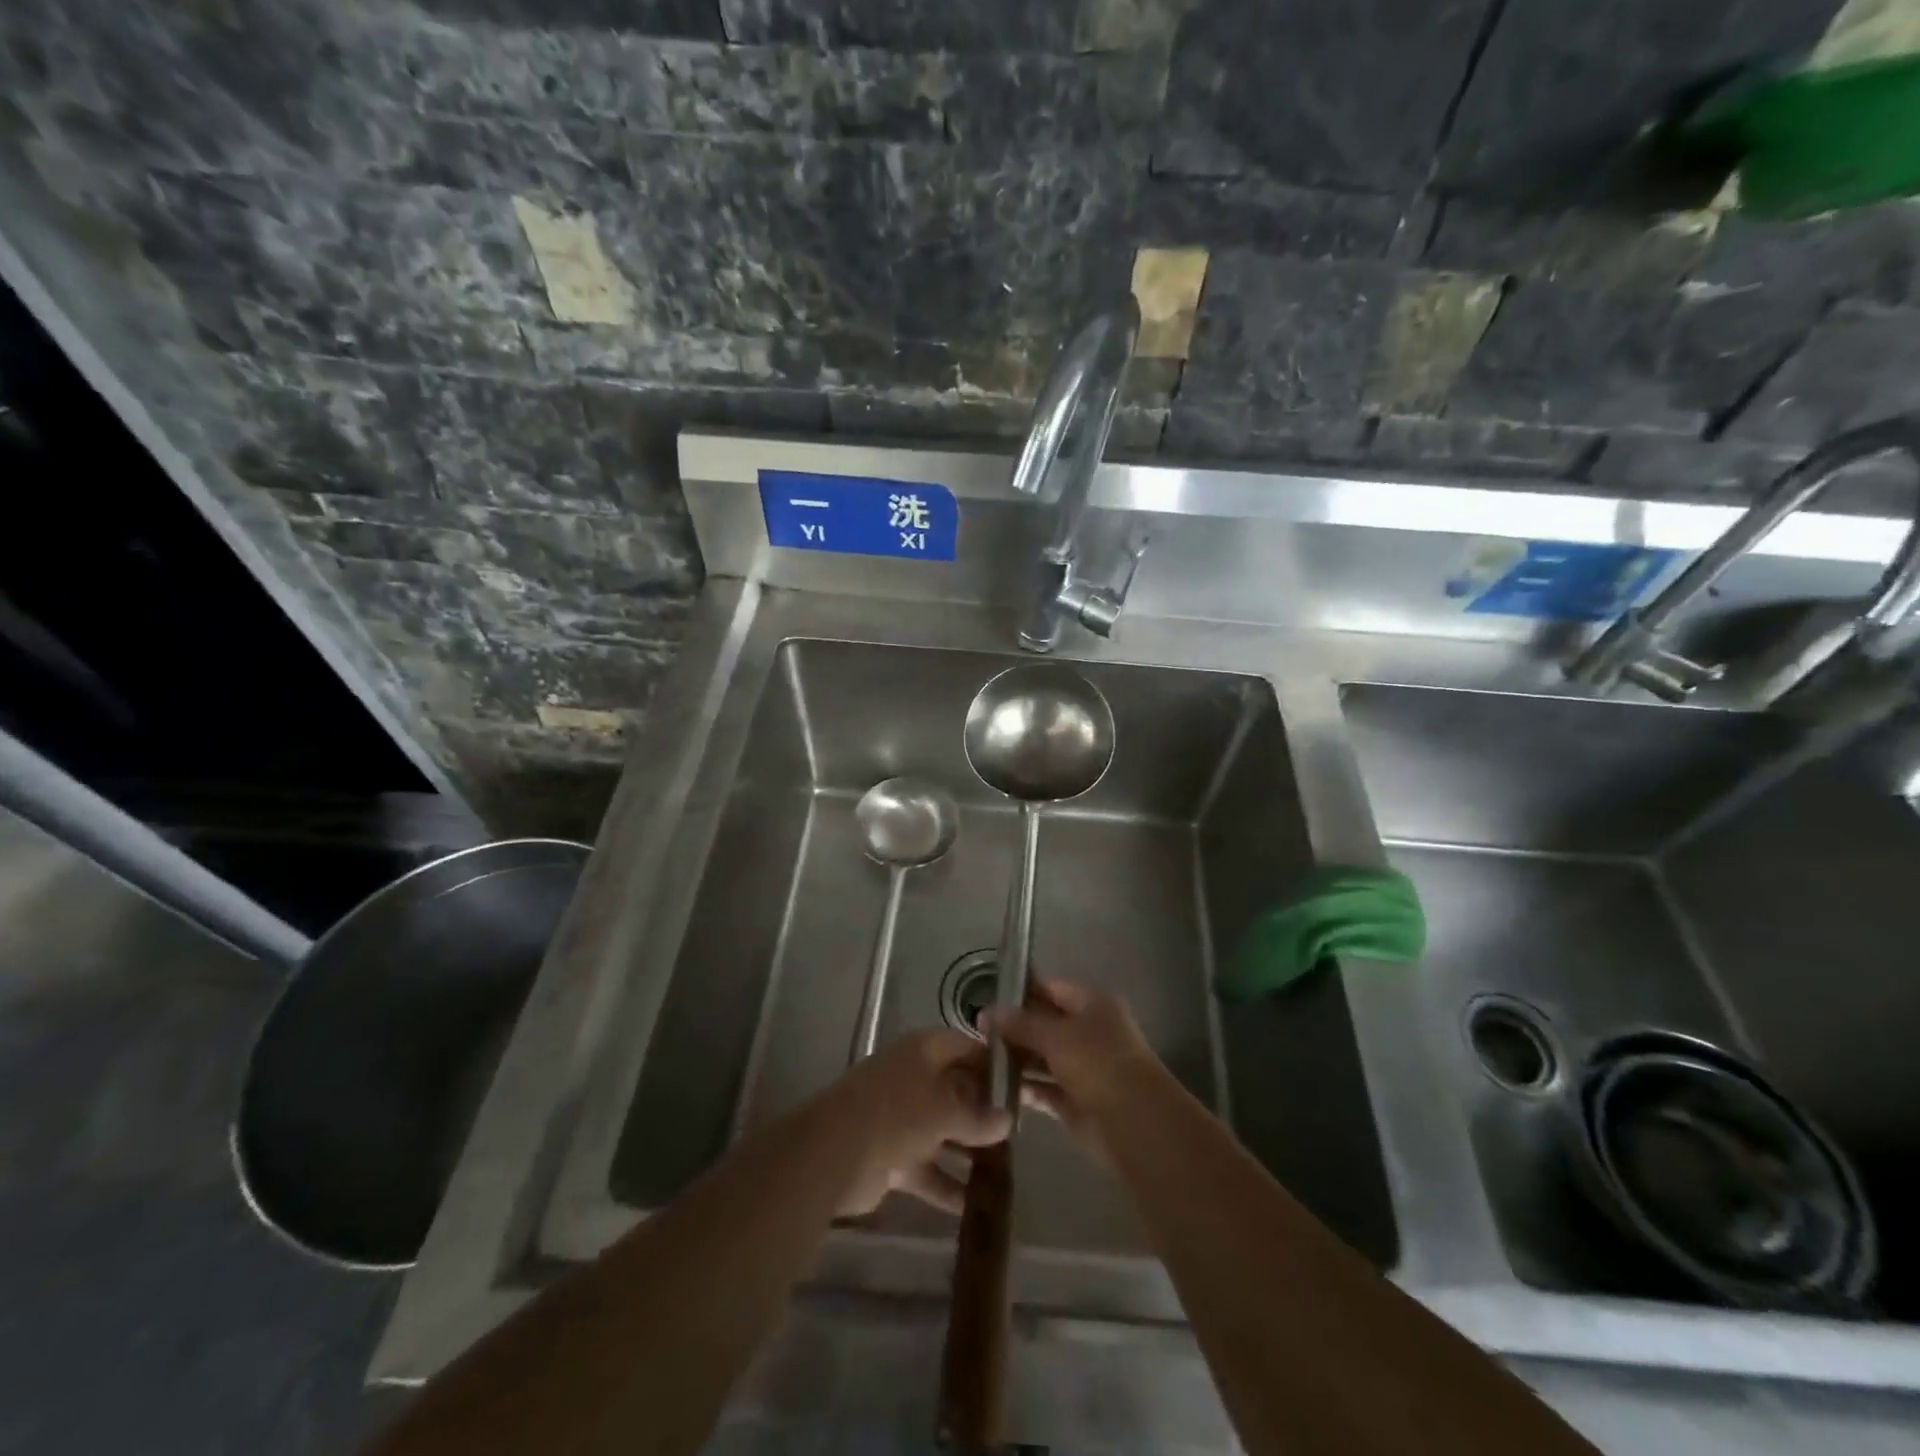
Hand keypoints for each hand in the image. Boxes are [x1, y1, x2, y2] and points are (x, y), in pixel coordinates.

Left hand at [825, 1028, 1009, 1216]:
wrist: (833, 1153)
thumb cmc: (896, 1113)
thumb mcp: (944, 1109)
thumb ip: (977, 1116)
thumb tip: (1007, 1121)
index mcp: (925, 1051)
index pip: (968, 1048)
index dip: (995, 1065)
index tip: (1025, 1085)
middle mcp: (915, 1077)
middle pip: (958, 1089)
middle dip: (986, 1110)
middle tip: (1022, 1131)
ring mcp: (902, 1117)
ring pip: (945, 1130)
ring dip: (970, 1149)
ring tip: (1008, 1169)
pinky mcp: (892, 1156)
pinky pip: (929, 1168)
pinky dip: (948, 1185)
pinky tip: (977, 1206)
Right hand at [986, 978, 1168, 1164]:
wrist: (1134, 1123)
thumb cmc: (1097, 1063)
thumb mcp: (1054, 1035)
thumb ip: (1020, 1023)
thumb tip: (986, 1012)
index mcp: (1092, 1003)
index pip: (1050, 987)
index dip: (1020, 992)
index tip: (985, 999)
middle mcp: (1089, 1030)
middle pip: (1045, 1023)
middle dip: (1013, 1028)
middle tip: (975, 1033)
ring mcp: (1083, 1066)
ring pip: (1042, 1057)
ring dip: (1016, 1059)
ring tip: (978, 1061)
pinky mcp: (1076, 1099)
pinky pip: (1044, 1087)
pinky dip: (1024, 1087)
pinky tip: (995, 1088)